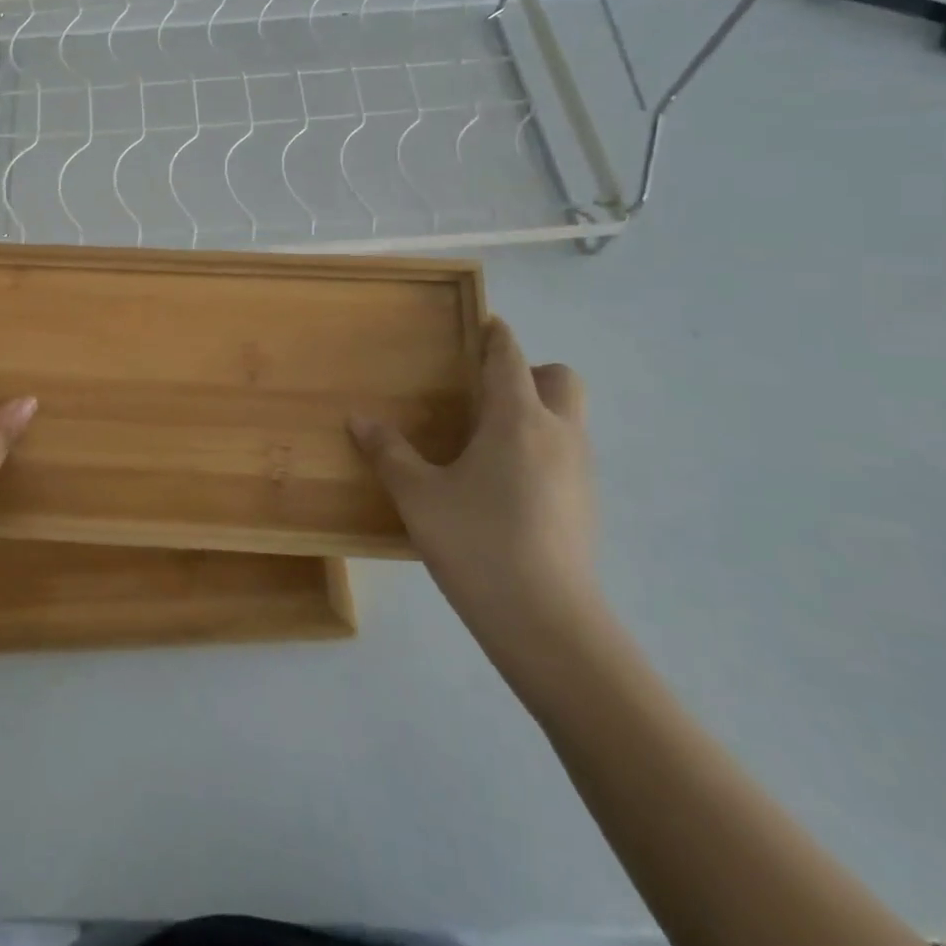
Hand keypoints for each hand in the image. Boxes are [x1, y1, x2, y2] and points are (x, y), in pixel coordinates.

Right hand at [349, 318, 598, 656]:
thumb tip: (358, 420)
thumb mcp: (417, 494)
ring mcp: (580, 472)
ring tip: (485, 437)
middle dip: (529, 371)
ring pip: (568, 419)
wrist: (547, 622)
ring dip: (536, 411)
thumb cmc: (477, 542)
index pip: (511, 358)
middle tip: (484, 391)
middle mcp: (558, 435)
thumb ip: (388, 452)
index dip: (496, 335)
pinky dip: (541, 448)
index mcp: (517, 420)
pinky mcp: (586, 506)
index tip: (482, 322)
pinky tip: (503, 482)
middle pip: (561, 379)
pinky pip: (566, 454)